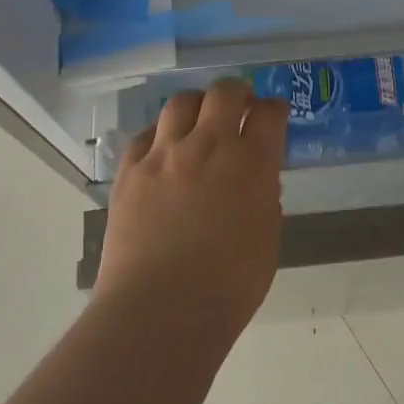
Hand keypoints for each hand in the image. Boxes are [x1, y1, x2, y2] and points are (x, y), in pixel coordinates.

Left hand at [95, 76, 289, 338]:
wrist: (160, 311)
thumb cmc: (228, 288)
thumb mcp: (267, 240)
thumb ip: (264, 199)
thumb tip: (256, 178)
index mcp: (251, 165)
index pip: (269, 114)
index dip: (274, 109)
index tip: (273, 114)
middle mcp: (209, 146)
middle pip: (225, 92)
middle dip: (238, 93)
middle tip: (240, 108)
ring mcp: (164, 154)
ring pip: (181, 102)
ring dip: (197, 106)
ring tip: (199, 122)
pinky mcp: (129, 170)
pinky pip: (145, 135)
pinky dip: (160, 136)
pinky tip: (163, 152)